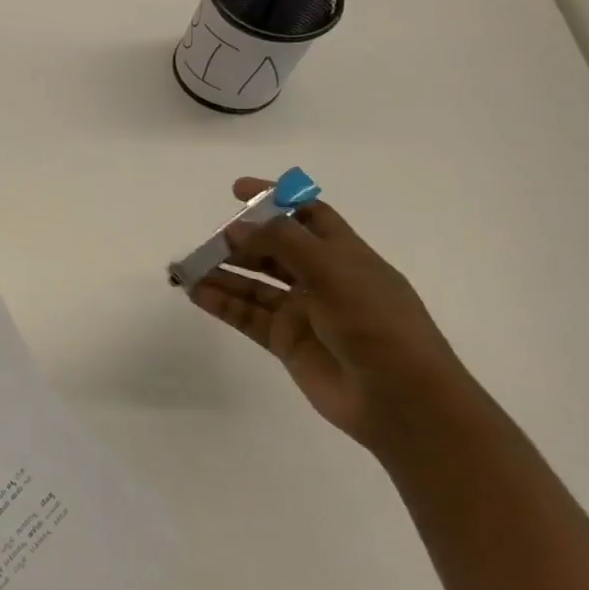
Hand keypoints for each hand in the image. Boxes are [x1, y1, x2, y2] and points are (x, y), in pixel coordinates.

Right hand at [184, 178, 475, 449]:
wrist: (400, 399)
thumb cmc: (376, 324)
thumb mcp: (333, 271)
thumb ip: (282, 242)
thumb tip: (237, 227)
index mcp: (345, 256)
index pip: (307, 215)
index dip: (275, 199)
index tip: (237, 190)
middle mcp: (322, 279)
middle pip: (273, 250)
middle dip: (240, 241)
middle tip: (209, 241)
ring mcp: (303, 312)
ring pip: (254, 284)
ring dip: (223, 273)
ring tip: (187, 268)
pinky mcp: (287, 342)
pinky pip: (247, 316)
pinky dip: (221, 303)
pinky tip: (195, 293)